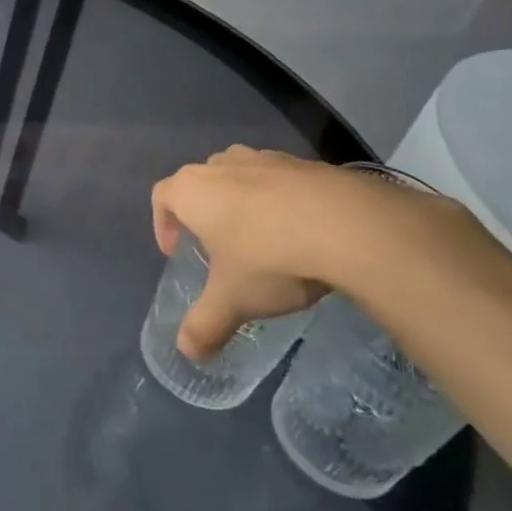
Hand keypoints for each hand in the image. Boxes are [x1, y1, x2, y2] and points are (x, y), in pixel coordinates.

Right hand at [150, 147, 468, 361]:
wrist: (349, 225)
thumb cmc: (270, 258)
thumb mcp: (233, 300)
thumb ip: (205, 325)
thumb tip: (187, 352)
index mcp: (193, 190)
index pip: (162, 196)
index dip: (162, 223)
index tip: (176, 251)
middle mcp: (224, 165)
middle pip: (201, 182)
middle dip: (204, 212)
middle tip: (217, 247)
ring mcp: (268, 158)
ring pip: (242, 176)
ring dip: (243, 203)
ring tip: (262, 239)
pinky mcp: (307, 163)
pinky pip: (282, 180)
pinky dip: (283, 201)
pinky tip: (303, 232)